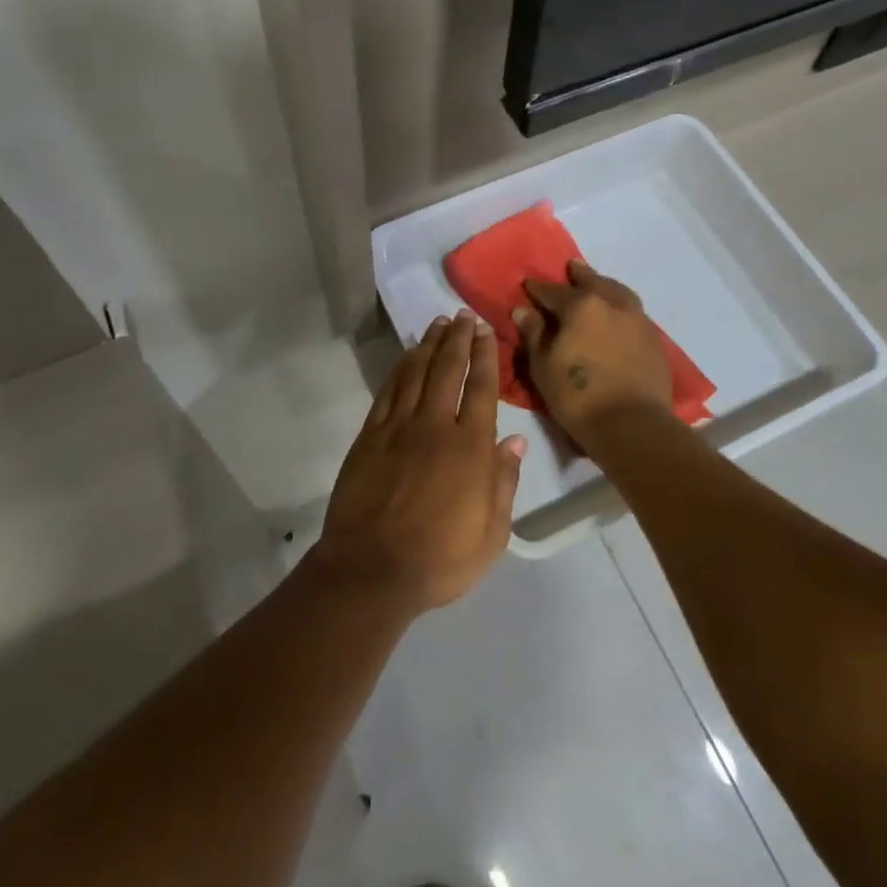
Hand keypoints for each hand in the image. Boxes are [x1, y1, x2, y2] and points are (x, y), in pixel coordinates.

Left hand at [312, 310, 526, 614]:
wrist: (371, 570)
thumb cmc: (439, 559)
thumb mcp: (491, 534)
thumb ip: (504, 483)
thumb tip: (516, 442)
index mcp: (469, 448)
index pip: (480, 388)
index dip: (484, 355)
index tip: (485, 331)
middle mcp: (434, 426)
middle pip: (447, 370)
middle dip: (457, 339)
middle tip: (462, 316)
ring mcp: (397, 427)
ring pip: (416, 373)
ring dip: (428, 345)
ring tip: (437, 324)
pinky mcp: (370, 436)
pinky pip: (388, 391)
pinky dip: (400, 368)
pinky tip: (407, 357)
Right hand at [513, 259, 672, 439]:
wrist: (632, 425)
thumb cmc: (577, 395)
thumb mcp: (543, 365)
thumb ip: (534, 333)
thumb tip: (523, 310)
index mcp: (581, 305)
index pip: (553, 291)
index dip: (538, 288)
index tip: (528, 284)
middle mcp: (612, 303)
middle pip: (593, 281)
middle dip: (579, 275)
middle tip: (571, 268)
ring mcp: (637, 320)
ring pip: (619, 292)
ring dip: (605, 286)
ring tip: (598, 285)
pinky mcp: (654, 340)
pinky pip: (633, 313)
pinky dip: (621, 307)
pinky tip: (616, 317)